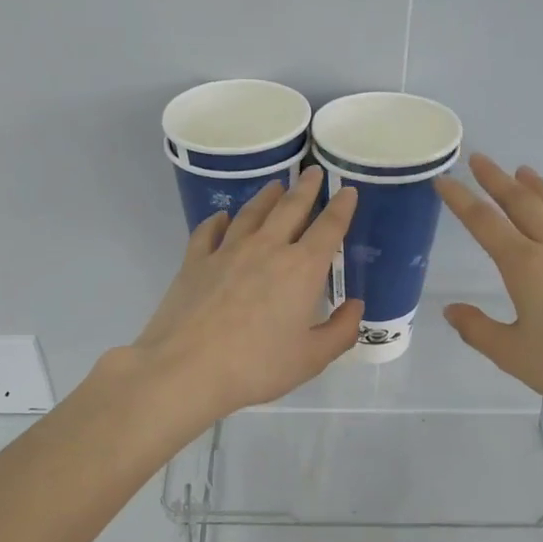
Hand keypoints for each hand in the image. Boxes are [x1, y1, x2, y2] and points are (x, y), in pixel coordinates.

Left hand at [126, 166, 362, 424]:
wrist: (186, 369)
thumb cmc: (257, 367)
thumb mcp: (311, 358)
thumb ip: (341, 331)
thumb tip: (355, 306)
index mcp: (302, 269)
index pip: (329, 227)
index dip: (342, 207)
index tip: (347, 191)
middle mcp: (267, 248)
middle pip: (290, 208)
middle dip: (306, 188)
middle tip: (314, 172)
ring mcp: (227, 251)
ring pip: (251, 212)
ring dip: (266, 196)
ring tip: (275, 186)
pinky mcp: (195, 261)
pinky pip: (209, 230)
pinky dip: (218, 220)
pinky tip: (221, 218)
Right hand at [435, 154, 542, 425]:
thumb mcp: (512, 355)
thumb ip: (477, 329)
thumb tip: (451, 310)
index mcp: (526, 267)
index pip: (484, 223)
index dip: (460, 200)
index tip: (443, 180)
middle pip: (522, 202)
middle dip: (496, 179)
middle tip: (479, 159)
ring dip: (537, 186)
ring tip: (522, 172)